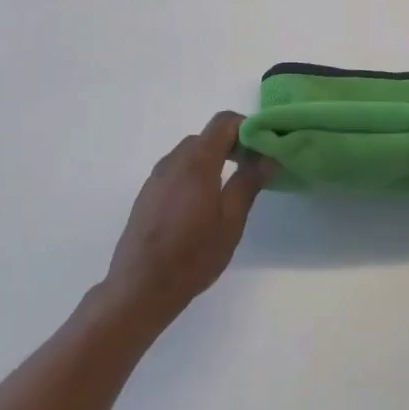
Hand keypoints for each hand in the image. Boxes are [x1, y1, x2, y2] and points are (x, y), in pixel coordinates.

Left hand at [105, 112, 274, 324]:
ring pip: (191, 153)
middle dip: (234, 145)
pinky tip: (203, 204)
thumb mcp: (231, 221)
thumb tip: (268, 156)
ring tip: (231, 189)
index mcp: (196, 162)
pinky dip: (196, 172)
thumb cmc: (192, 256)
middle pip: (207, 136)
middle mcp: (173, 161)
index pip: (224, 122)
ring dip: (214, 159)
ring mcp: (156, 177)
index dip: (248, 128)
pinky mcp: (147, 193)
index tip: (265, 150)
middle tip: (254, 171)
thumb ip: (249, 182)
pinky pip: (177, 169)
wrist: (140, 287)